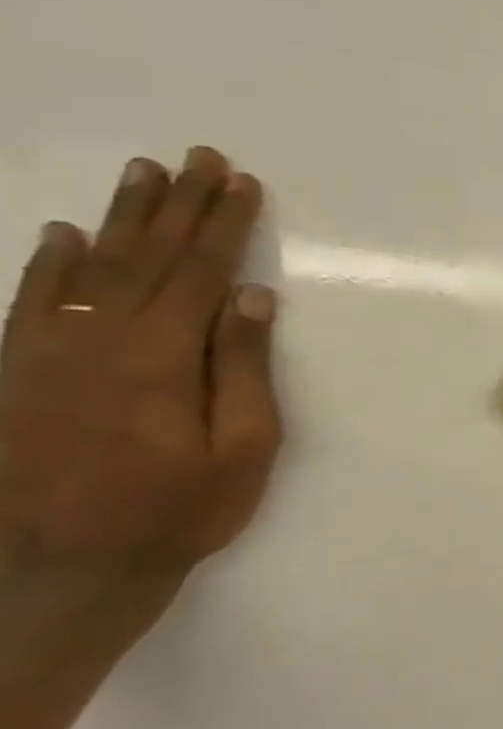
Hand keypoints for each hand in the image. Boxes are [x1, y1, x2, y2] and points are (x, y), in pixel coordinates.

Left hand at [0, 148, 282, 650]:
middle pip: (143, 258)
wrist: (58, 571)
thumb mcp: (242, 446)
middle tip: (196, 158)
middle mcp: (96, 341)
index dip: (223, 225)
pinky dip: (48, 263)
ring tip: (141, 174)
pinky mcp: (15, 374)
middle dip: (176, 206)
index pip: (199, 273)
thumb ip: (243, 367)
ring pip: (87, 268)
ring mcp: (45, 355)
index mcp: (160, 357)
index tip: (241, 183)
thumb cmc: (177, 511)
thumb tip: (252, 297)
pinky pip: (31, 302)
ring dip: (118, 219)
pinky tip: (62, 235)